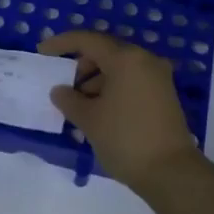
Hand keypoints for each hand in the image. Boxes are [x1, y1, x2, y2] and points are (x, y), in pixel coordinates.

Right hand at [38, 31, 205, 193]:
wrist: (171, 173)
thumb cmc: (125, 138)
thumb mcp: (89, 120)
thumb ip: (69, 100)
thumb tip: (60, 91)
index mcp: (126, 58)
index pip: (88, 40)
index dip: (62, 43)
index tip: (42, 52)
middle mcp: (145, 60)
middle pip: (105, 52)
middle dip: (80, 66)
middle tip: (63, 87)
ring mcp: (157, 77)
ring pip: (118, 69)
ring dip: (95, 81)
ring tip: (78, 108)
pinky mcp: (163, 95)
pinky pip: (130, 82)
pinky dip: (111, 90)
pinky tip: (98, 113)